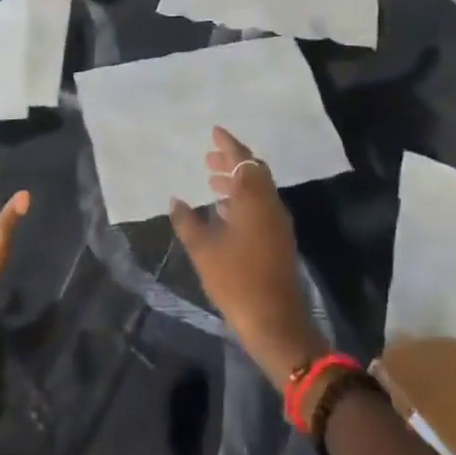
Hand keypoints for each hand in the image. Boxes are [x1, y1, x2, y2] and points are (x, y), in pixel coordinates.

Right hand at [169, 128, 328, 384]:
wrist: (276, 323)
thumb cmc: (237, 281)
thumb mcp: (204, 251)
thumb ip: (188, 222)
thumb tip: (175, 200)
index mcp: (254, 199)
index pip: (242, 159)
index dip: (228, 144)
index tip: (214, 132)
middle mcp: (270, 203)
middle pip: (253, 171)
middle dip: (232, 162)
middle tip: (209, 159)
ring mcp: (278, 222)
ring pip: (258, 189)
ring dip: (237, 181)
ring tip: (212, 183)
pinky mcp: (280, 239)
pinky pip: (261, 205)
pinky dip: (244, 199)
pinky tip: (225, 212)